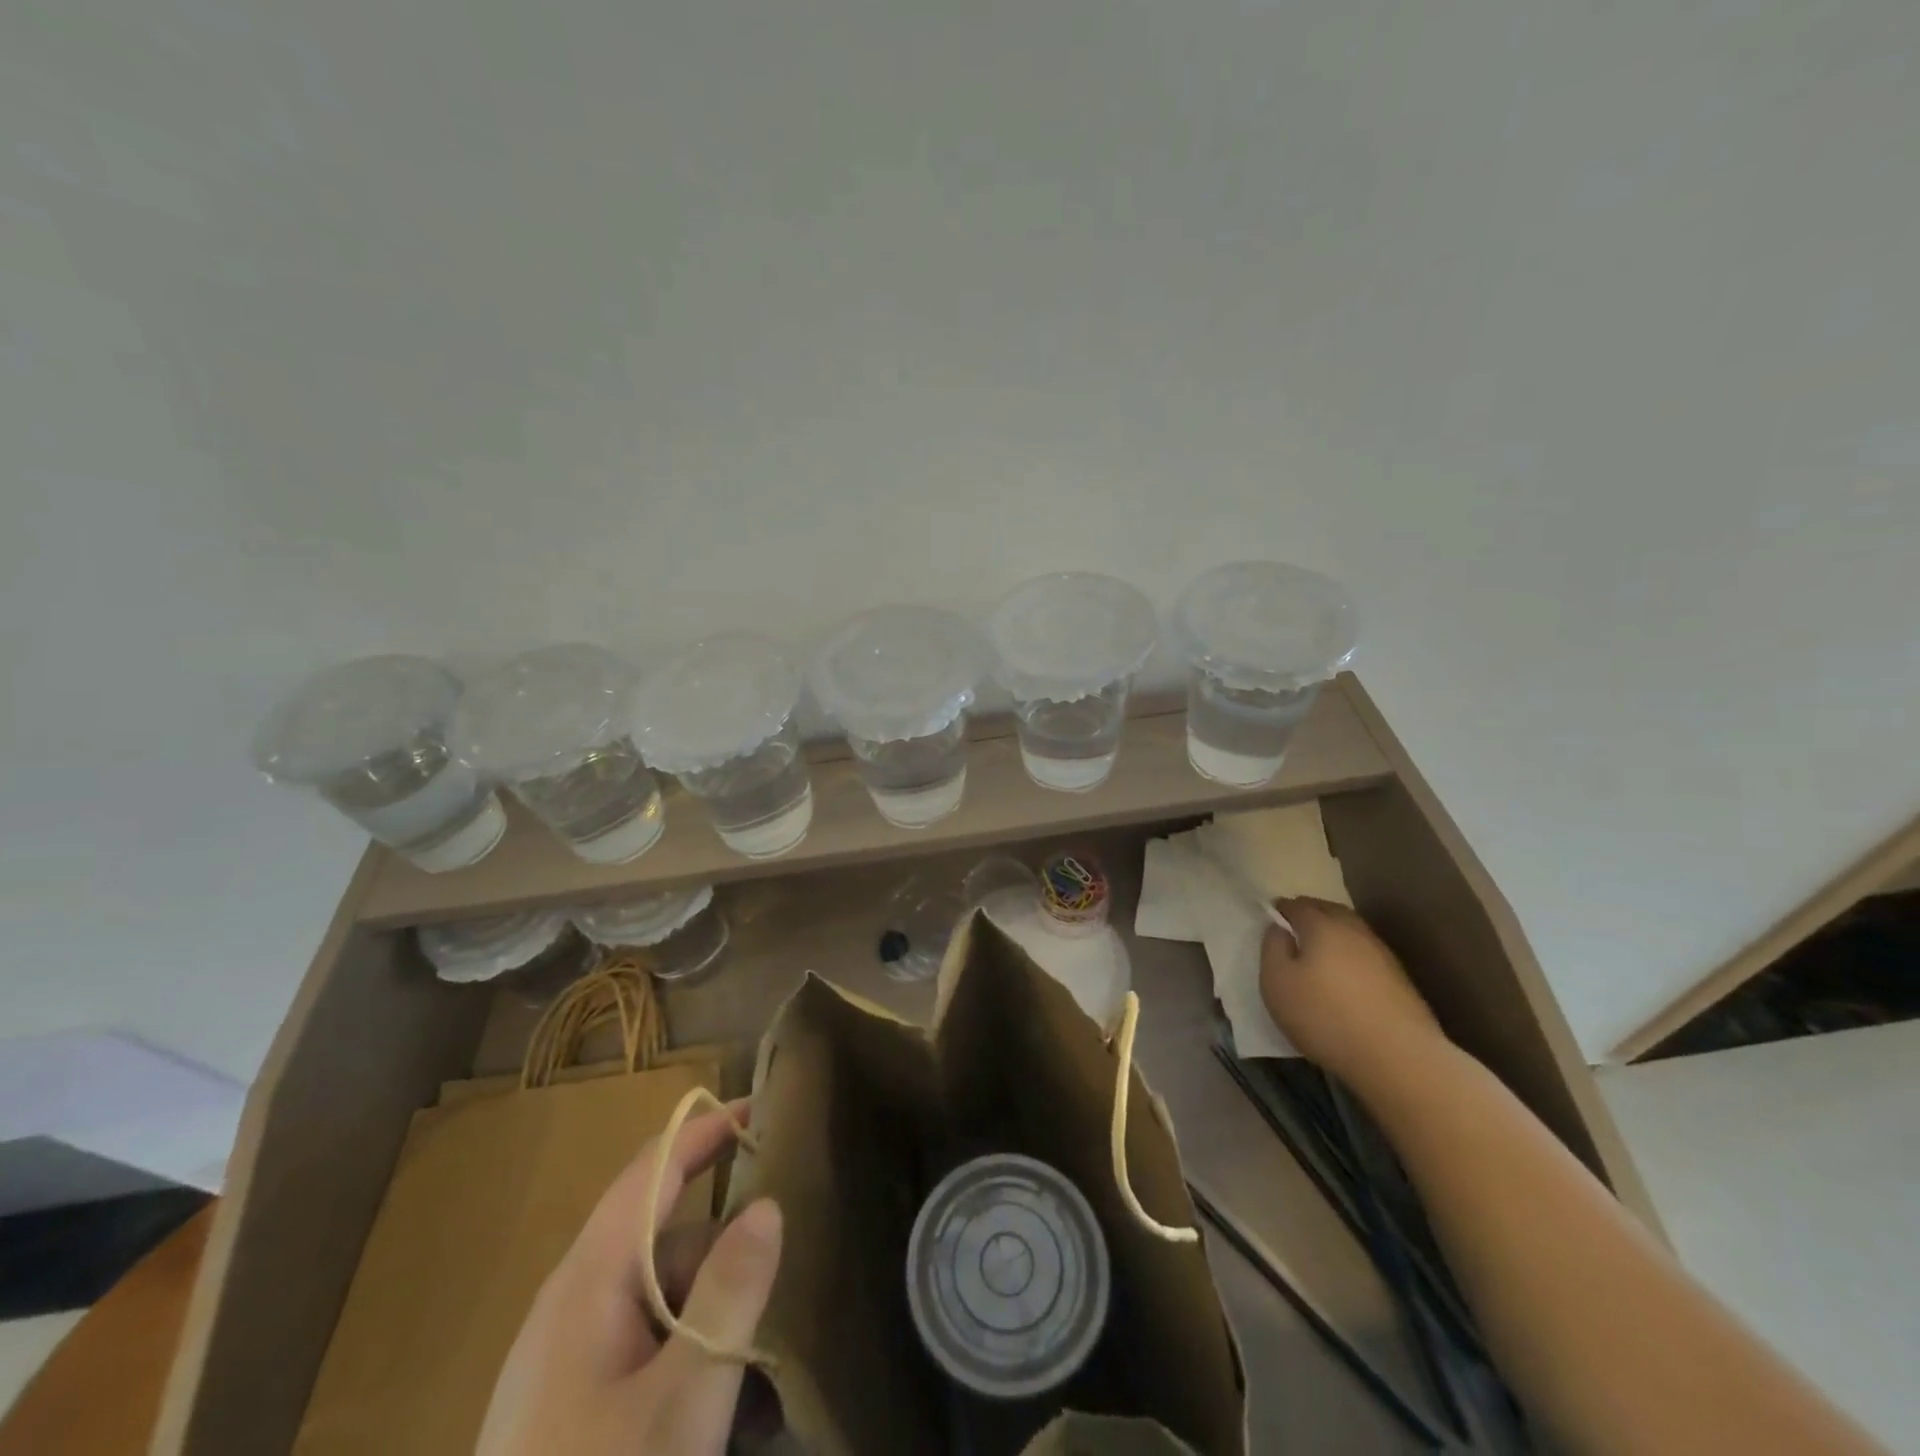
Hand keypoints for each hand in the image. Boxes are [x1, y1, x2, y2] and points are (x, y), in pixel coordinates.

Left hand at [477, 1103, 783, 1455]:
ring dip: (718, 1321)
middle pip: (667, 1241)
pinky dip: (695, 1362)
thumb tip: (768, 1204)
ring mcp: (571, 1362)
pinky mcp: (575, 1410)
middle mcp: (575, 1306)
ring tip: (765, 1375)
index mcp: (587, 1282)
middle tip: (787, 1275)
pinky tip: (731, 1413)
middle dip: (728, 1255)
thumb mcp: (684, 1400)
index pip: (652, 1171)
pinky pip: (650, 1353)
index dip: (704, 1131)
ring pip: (665, 1301)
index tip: (761, 1107)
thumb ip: (729, 1292)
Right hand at [1260, 898, 1443, 1088]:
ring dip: (1334, 933)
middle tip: (1294, 928)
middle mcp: (1355, 931)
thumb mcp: (1277, 982)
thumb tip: (1280, 928)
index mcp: (1322, 925)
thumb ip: (1273, 948)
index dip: (1282, 909)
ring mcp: (1382, 954)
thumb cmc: (1324, 1016)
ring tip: (1319, 951)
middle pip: (1330, 911)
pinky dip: (1352, 955)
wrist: (1398, 1058)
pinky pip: (1367, 954)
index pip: (1298, 905)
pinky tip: (1346, 975)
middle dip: (1311, 914)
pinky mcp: (1401, 980)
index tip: (1272, 917)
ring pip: (1352, 931)